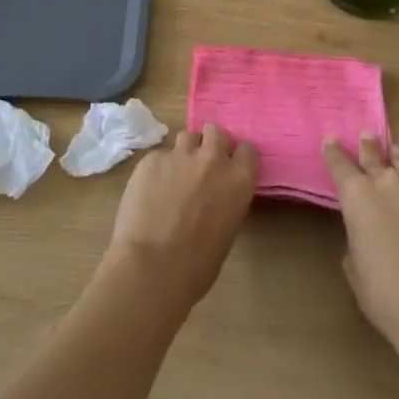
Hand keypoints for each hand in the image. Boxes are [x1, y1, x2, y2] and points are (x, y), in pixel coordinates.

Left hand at [104, 125, 257, 310]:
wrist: (151, 266)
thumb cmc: (196, 266)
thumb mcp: (226, 232)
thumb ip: (226, 202)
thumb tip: (215, 198)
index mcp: (238, 180)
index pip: (248, 150)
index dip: (239, 157)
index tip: (232, 166)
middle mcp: (212, 159)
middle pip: (217, 132)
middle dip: (211, 143)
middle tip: (203, 165)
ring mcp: (179, 155)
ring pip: (187, 137)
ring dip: (186, 152)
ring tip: (175, 176)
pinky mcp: (151, 158)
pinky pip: (160, 156)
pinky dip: (159, 170)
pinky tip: (150, 191)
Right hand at [323, 135, 398, 356]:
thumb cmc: (384, 294)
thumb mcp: (355, 267)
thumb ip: (356, 238)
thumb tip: (364, 233)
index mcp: (357, 196)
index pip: (339, 163)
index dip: (333, 151)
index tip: (330, 140)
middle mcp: (387, 183)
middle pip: (373, 154)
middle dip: (367, 145)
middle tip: (366, 136)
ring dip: (397, 159)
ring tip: (396, 154)